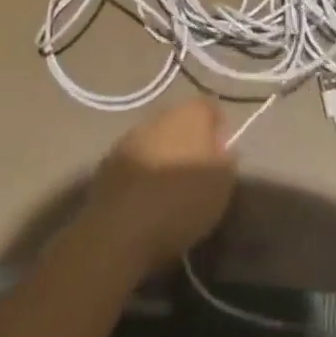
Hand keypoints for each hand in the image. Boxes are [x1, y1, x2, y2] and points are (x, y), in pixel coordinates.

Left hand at [83, 98, 237, 275]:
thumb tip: (223, 149)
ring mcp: (130, 137)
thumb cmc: (181, 201)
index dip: (218, 127)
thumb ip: (226, 159)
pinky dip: (143, 173)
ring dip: (164, 155)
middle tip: (198, 170)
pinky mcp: (108, 162)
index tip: (223, 152)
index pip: (210, 107)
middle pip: (180, 121)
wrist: (120, 229)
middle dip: (189, 140)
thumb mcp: (222, 185)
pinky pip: (135, 160)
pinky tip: (147, 199)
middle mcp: (159, 115)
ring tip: (171, 188)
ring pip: (156, 139)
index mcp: (190, 114)